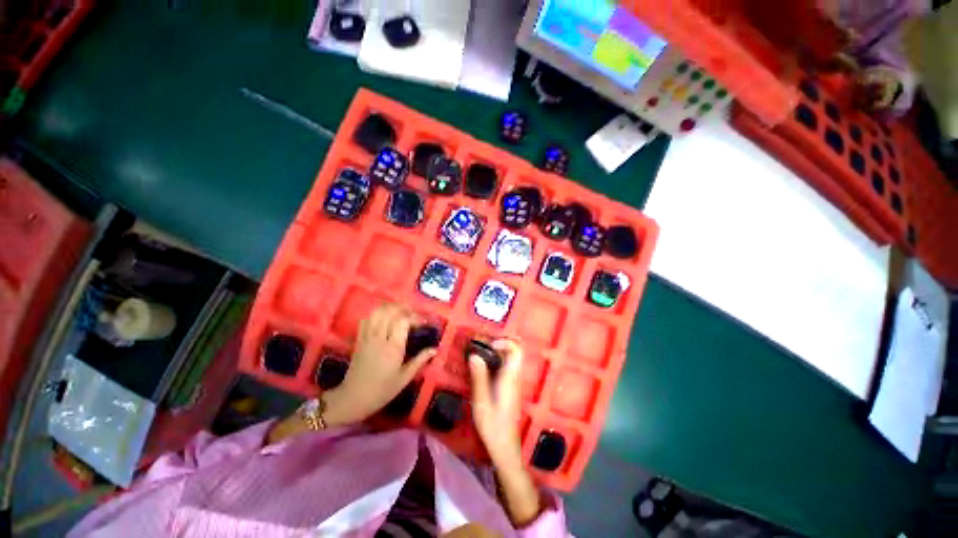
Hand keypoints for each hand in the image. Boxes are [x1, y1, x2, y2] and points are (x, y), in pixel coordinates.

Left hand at [323, 303, 436, 425]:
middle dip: (404, 309)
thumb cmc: (382, 390)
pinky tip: (384, 319)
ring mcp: (367, 337)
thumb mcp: (405, 378)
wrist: (353, 398)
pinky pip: (367, 319)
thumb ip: (420, 360)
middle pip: (390, 311)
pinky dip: (377, 314)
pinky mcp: (359, 339)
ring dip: (391, 308)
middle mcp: (380, 338)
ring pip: (377, 312)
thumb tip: (435, 349)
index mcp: (393, 348)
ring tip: (401, 313)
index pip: (403, 321)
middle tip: (413, 315)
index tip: (423, 322)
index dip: (415, 317)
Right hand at [469, 339, 523, 470]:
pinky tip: (484, 367)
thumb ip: (479, 378)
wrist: (505, 447)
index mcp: (510, 378)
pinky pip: (507, 367)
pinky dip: (498, 361)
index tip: (489, 345)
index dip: (505, 342)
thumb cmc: (493, 426)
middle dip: (501, 344)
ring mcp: (514, 383)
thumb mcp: (481, 402)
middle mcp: (515, 377)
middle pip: (515, 352)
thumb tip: (474, 355)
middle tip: (483, 345)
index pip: (516, 351)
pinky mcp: (510, 388)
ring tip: (481, 353)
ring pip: (511, 359)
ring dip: (498, 352)